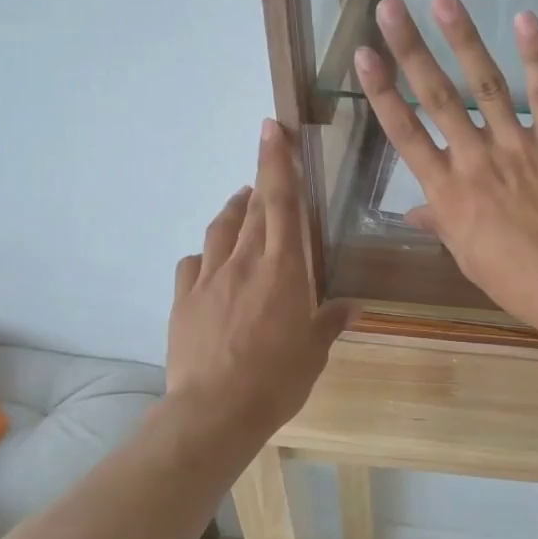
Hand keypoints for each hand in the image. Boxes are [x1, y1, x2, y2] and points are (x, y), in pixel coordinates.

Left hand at [166, 120, 353, 436]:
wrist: (215, 411)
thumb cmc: (277, 379)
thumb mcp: (314, 351)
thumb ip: (330, 321)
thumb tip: (353, 307)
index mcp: (282, 268)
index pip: (281, 202)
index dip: (277, 162)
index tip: (271, 127)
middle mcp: (244, 262)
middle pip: (252, 209)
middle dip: (260, 181)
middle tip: (267, 170)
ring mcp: (209, 278)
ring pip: (220, 229)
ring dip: (233, 210)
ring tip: (242, 204)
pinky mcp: (184, 299)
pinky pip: (193, 264)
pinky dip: (206, 254)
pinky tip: (211, 262)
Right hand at [354, 0, 537, 331]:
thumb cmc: (512, 276)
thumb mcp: (466, 253)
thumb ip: (440, 222)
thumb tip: (414, 212)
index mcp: (447, 191)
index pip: (405, 133)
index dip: (383, 92)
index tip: (363, 55)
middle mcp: (475, 160)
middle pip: (437, 98)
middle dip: (411, 50)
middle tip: (390, 7)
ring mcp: (518, 148)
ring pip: (486, 86)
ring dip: (463, 40)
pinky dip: (536, 57)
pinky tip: (524, 20)